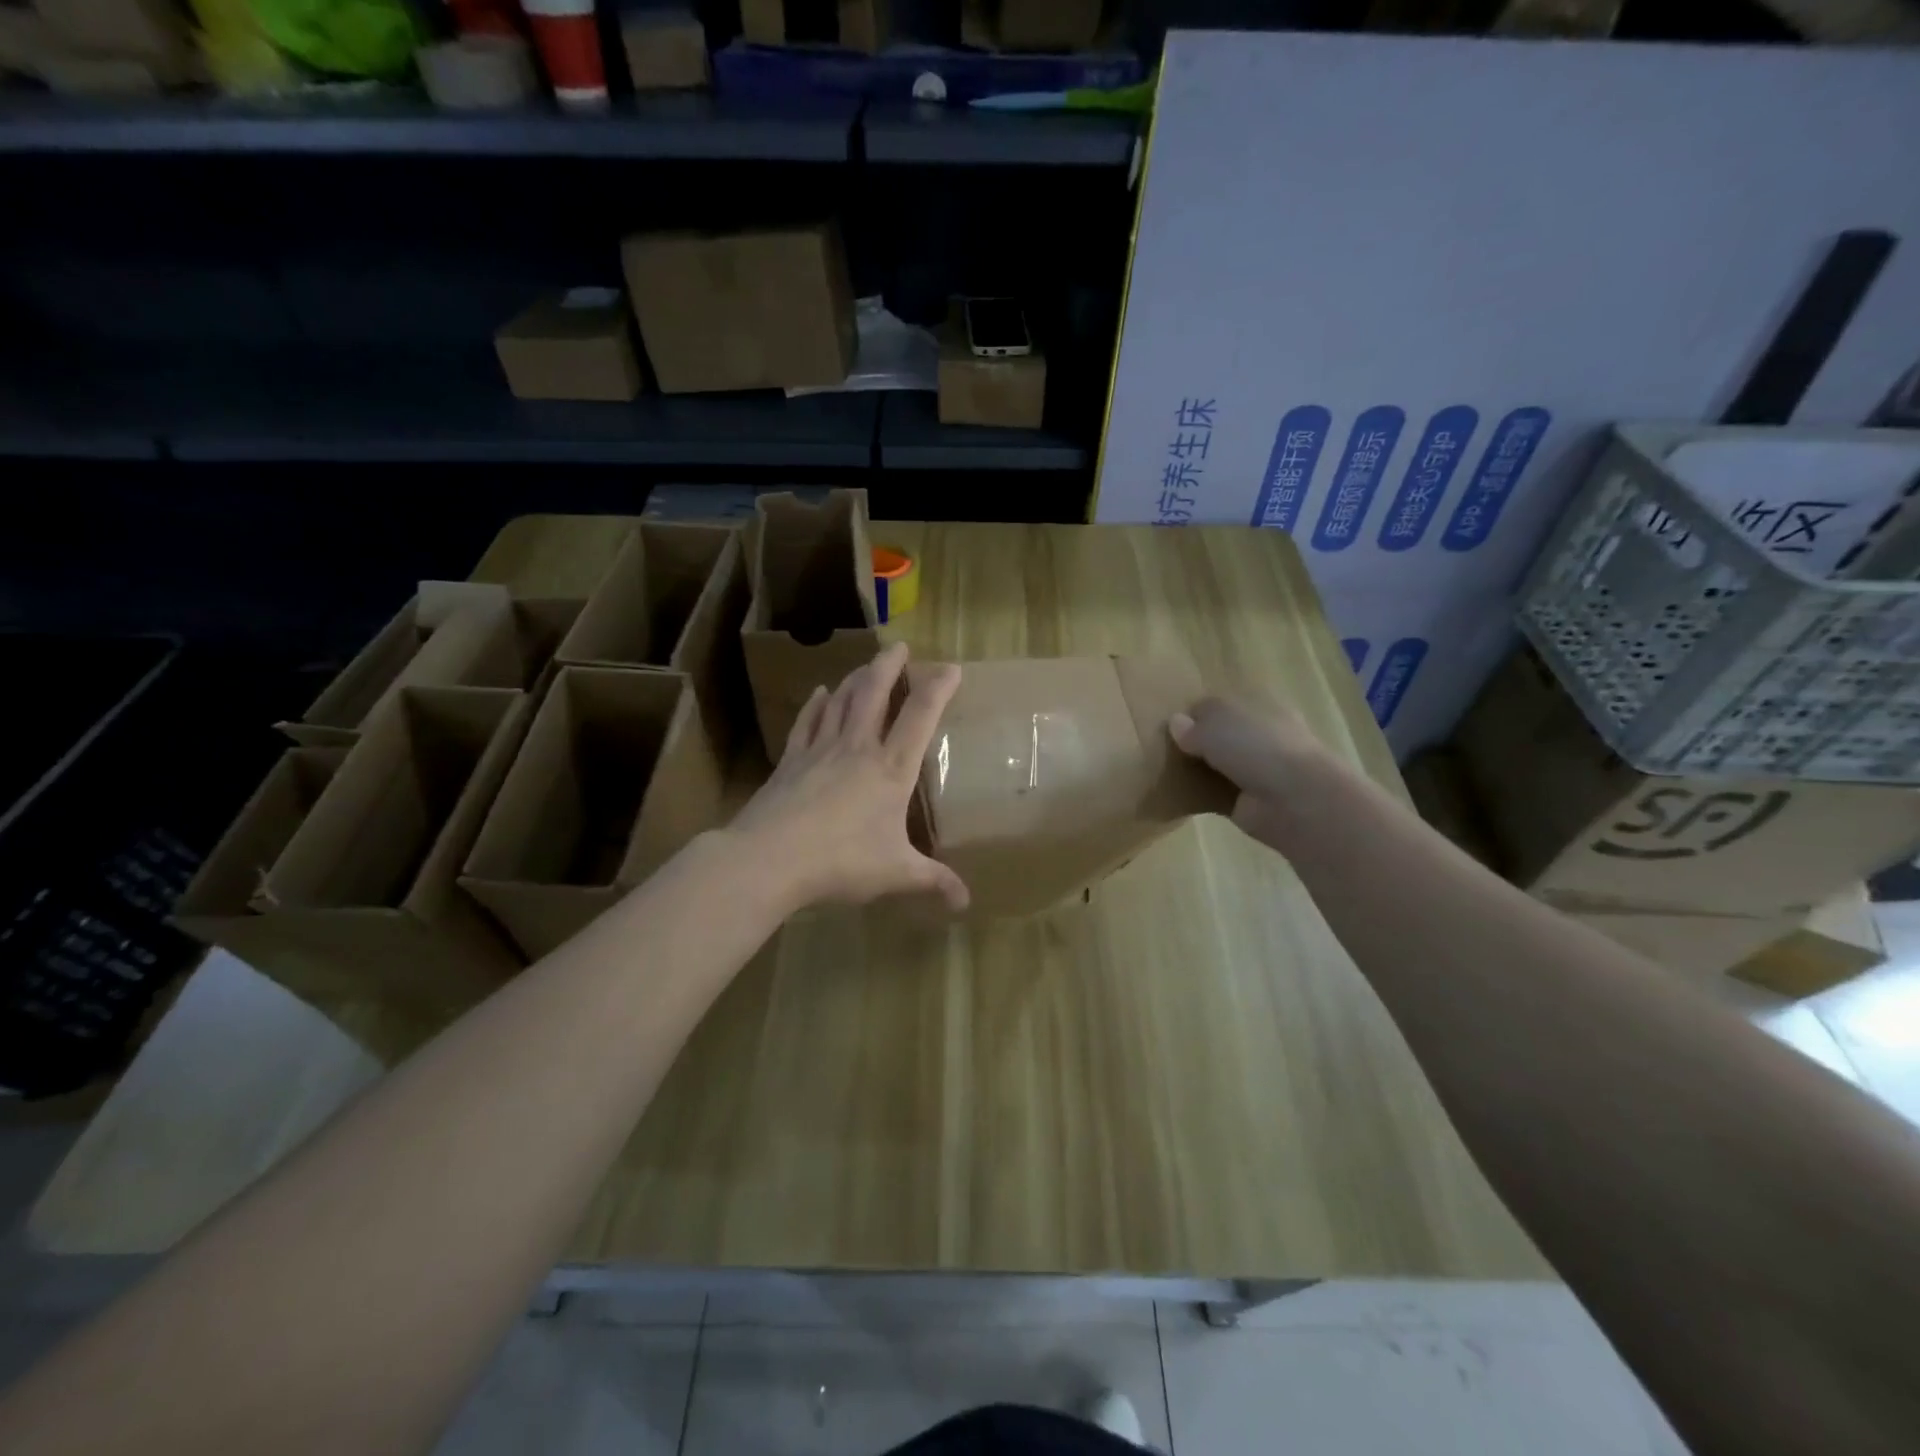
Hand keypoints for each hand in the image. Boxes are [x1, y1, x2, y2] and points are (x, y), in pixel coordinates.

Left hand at [732, 643, 969, 913]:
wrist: (770, 859)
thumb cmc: (841, 862)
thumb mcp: (896, 874)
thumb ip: (933, 881)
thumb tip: (965, 902)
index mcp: (890, 769)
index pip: (920, 717)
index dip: (938, 688)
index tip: (951, 667)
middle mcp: (857, 749)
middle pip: (874, 694)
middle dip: (889, 666)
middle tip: (899, 647)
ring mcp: (820, 750)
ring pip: (841, 701)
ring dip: (856, 678)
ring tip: (866, 665)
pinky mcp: (791, 761)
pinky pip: (807, 723)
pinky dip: (816, 705)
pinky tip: (820, 693)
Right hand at [1168, 696, 1331, 850]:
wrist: (1294, 799)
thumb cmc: (1256, 747)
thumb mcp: (1215, 723)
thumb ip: (1192, 724)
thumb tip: (1176, 723)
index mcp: (1258, 705)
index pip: (1218, 706)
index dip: (1193, 715)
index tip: (1168, 728)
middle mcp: (1260, 735)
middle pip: (1219, 735)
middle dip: (1195, 743)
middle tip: (1162, 750)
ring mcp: (1256, 770)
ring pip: (1218, 764)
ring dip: (1197, 769)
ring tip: (1163, 772)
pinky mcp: (1248, 800)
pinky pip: (1216, 793)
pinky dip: (1200, 795)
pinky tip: (1177, 795)